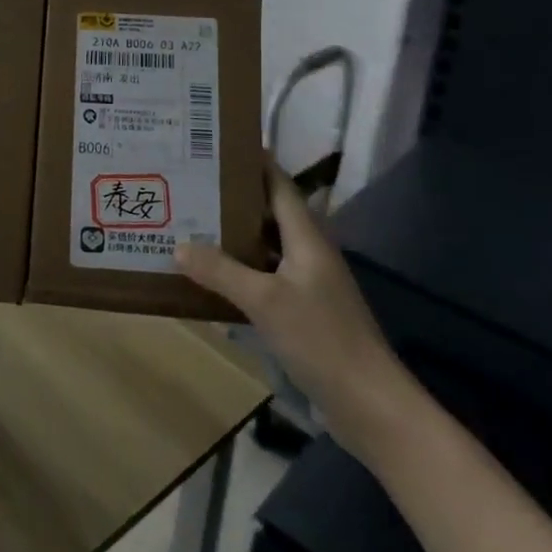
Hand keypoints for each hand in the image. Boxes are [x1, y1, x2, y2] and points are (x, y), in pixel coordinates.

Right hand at [177, 161, 417, 460]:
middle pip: (269, 212)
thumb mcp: (265, 301)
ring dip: (234, 235)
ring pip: (265, 245)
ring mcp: (309, 283)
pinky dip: (241, 269)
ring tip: (192, 221)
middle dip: (233, 197)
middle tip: (192, 182)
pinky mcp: (305, 311)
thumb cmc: (322, 340)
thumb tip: (179, 245)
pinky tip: (212, 275)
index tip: (218, 144)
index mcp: (307, 237)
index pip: (279, 184)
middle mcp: (309, 252)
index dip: (254, 161)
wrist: (372, 407)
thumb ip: (221, 271)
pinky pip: (266, 275)